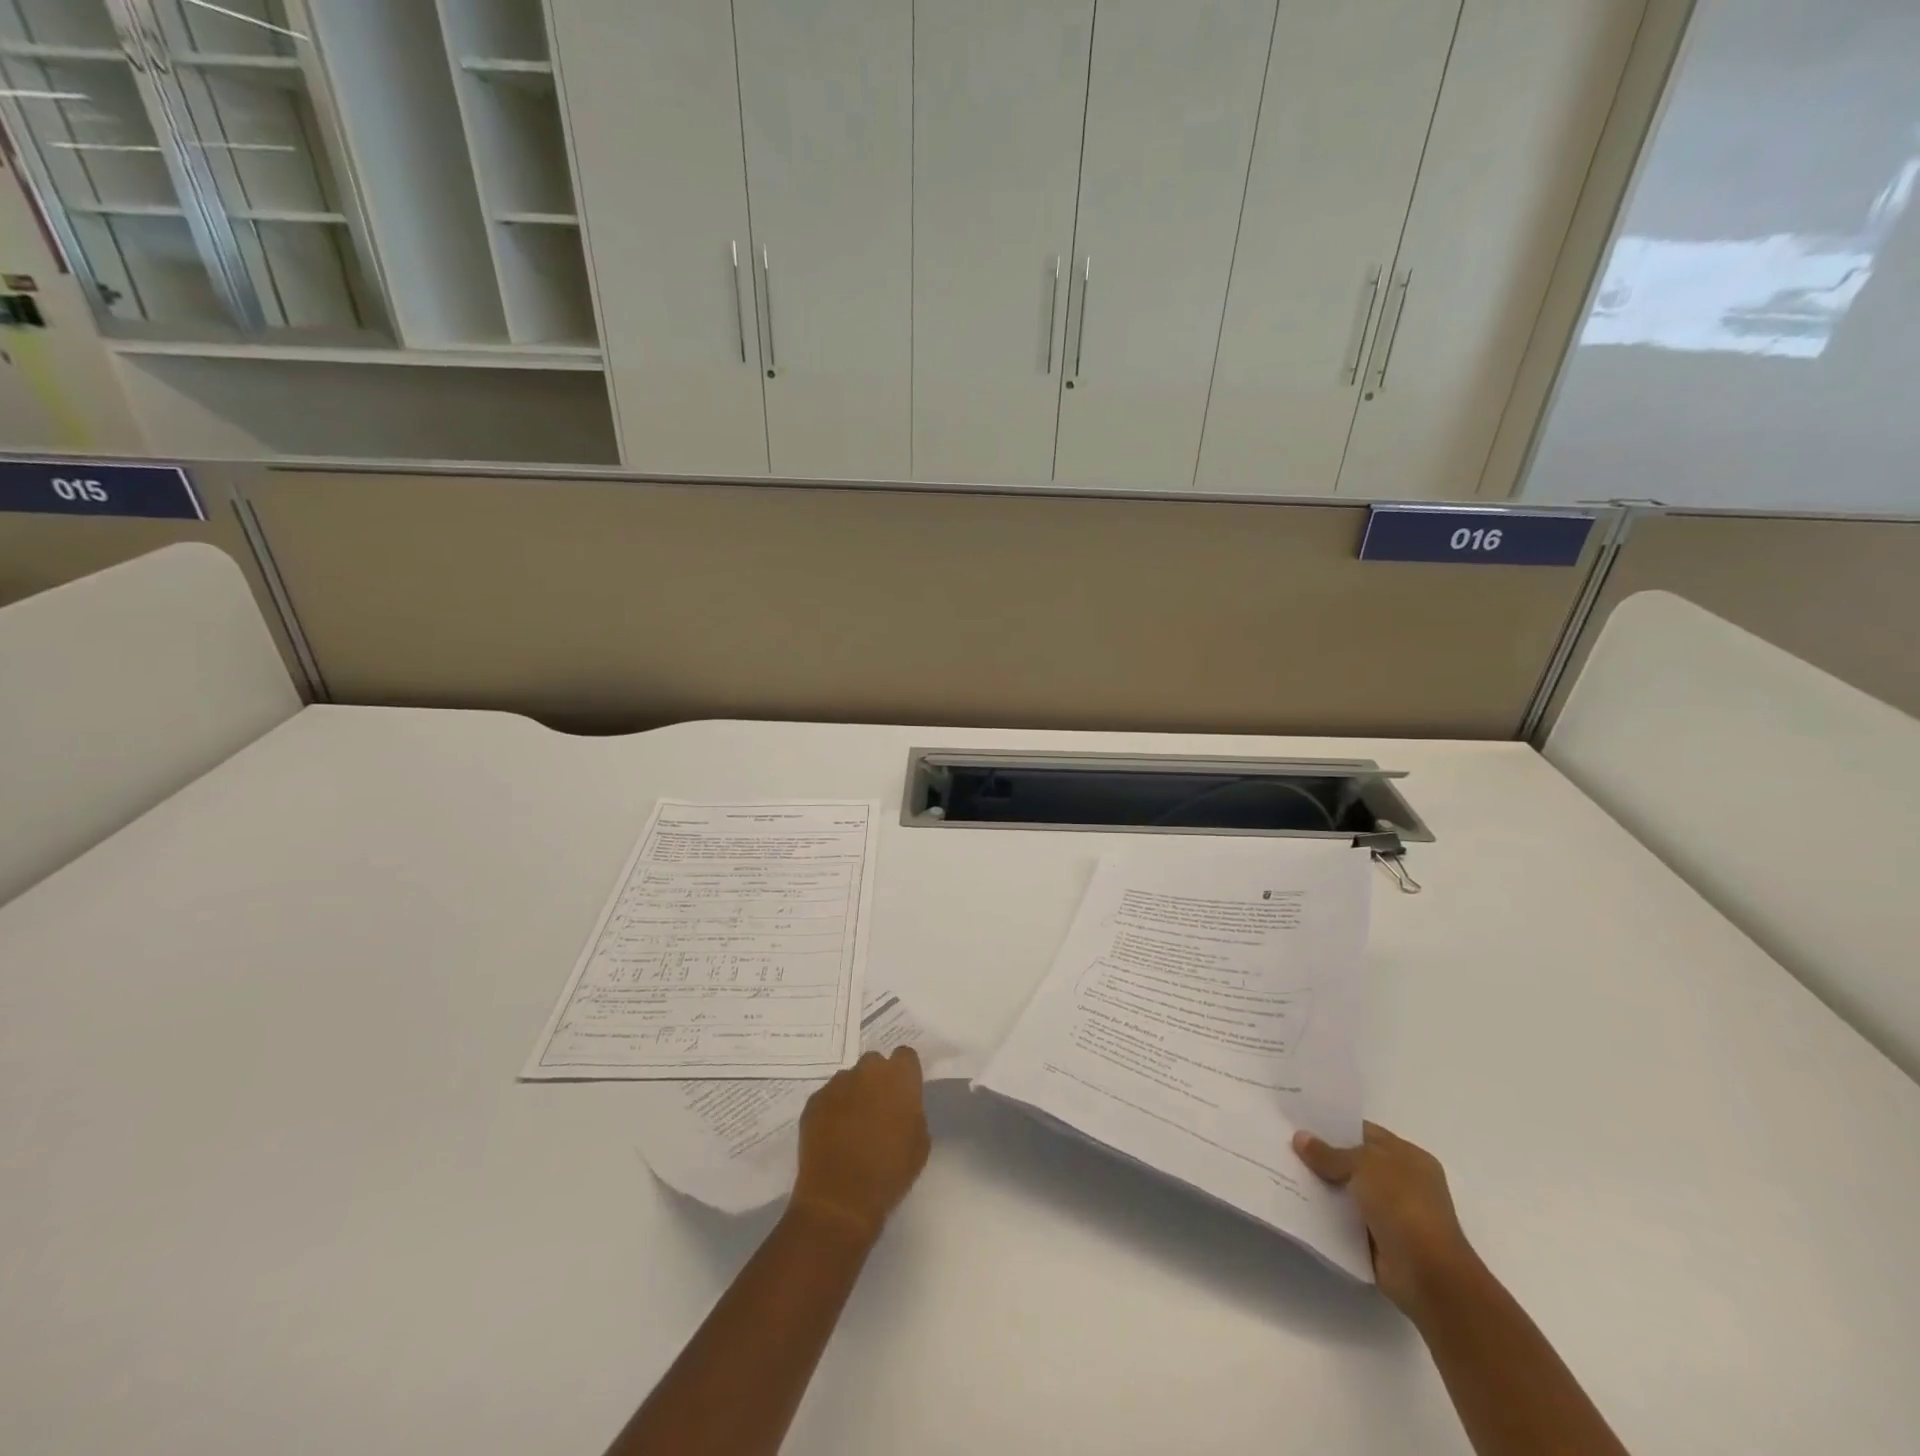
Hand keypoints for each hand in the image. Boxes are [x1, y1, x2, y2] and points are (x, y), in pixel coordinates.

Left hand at [790, 1048, 929, 1242]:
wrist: (840, 1199)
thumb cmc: (889, 1172)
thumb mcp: (920, 1143)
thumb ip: (913, 1112)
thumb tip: (902, 1106)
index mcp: (899, 1077)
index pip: (905, 1055)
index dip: (905, 1073)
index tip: (904, 1093)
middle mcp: (867, 1071)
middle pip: (874, 1063)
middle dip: (877, 1080)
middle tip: (878, 1109)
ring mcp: (837, 1084)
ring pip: (849, 1079)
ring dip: (854, 1094)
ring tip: (852, 1126)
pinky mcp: (814, 1101)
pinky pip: (828, 1097)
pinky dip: (832, 1109)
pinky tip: (833, 1136)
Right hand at [1293, 1121, 1479, 1320]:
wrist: (1429, 1276)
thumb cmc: (1403, 1206)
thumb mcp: (1364, 1165)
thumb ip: (1330, 1153)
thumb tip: (1300, 1137)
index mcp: (1409, 1157)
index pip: (1365, 1133)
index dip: (1334, 1127)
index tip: (1300, 1123)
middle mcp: (1403, 1182)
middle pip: (1354, 1162)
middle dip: (1324, 1157)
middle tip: (1285, 1145)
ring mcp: (1393, 1214)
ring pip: (1348, 1191)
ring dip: (1323, 1187)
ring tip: (1285, 1172)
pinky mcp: (1380, 1242)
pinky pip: (1346, 1220)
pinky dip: (1327, 1215)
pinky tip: (1299, 1204)